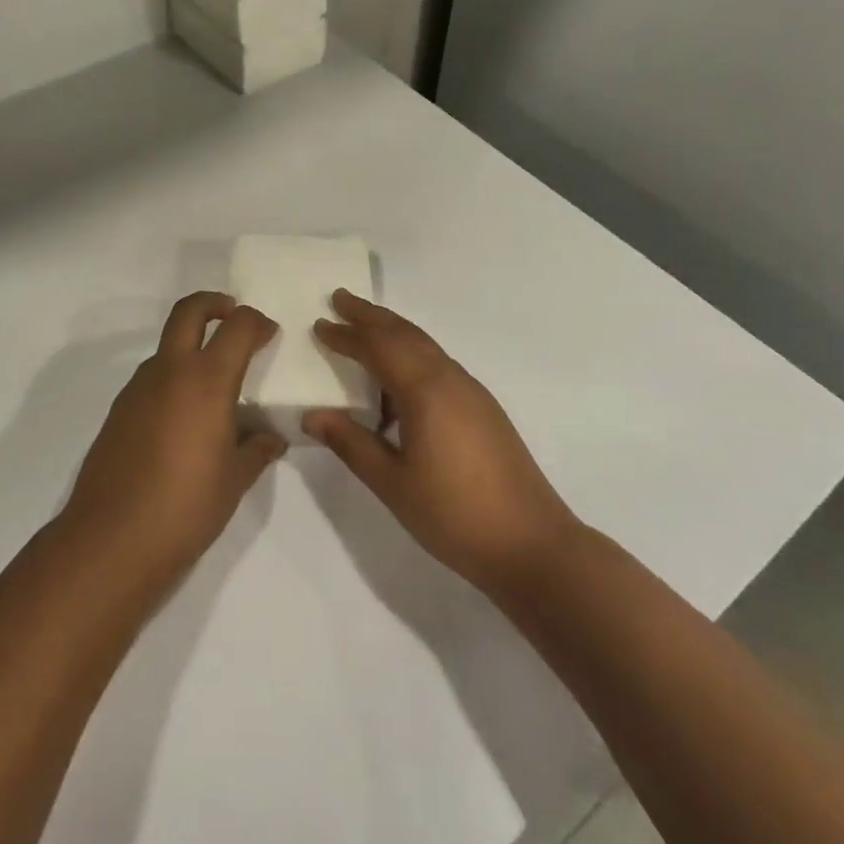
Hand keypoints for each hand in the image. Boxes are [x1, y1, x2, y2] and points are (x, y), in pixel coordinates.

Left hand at [61, 292, 284, 589]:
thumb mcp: (234, 480)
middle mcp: (170, 371)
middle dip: (214, 303)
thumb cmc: (186, 506)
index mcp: (207, 380)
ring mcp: (138, 388)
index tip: (269, 333)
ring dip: (191, 344)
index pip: (237, 327)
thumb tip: (270, 438)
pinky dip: (172, 376)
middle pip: (189, 311)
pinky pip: (151, 377)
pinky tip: (183, 417)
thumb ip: (256, 450)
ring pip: (167, 345)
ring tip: (213, 381)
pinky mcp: (119, 409)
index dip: (257, 322)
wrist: (111, 539)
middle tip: (233, 315)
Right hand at [305, 291, 578, 595]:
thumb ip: (351, 443)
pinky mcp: (483, 408)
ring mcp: (471, 391)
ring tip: (364, 331)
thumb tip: (312, 415)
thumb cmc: (454, 514)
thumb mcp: (392, 483)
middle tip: (339, 298)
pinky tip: (398, 384)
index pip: (377, 347)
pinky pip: (438, 365)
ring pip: (424, 346)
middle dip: (370, 315)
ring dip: (392, 332)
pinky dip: (412, 356)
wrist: (531, 544)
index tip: (319, 324)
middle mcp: (450, 378)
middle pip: (404, 333)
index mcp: (425, 390)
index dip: (346, 335)